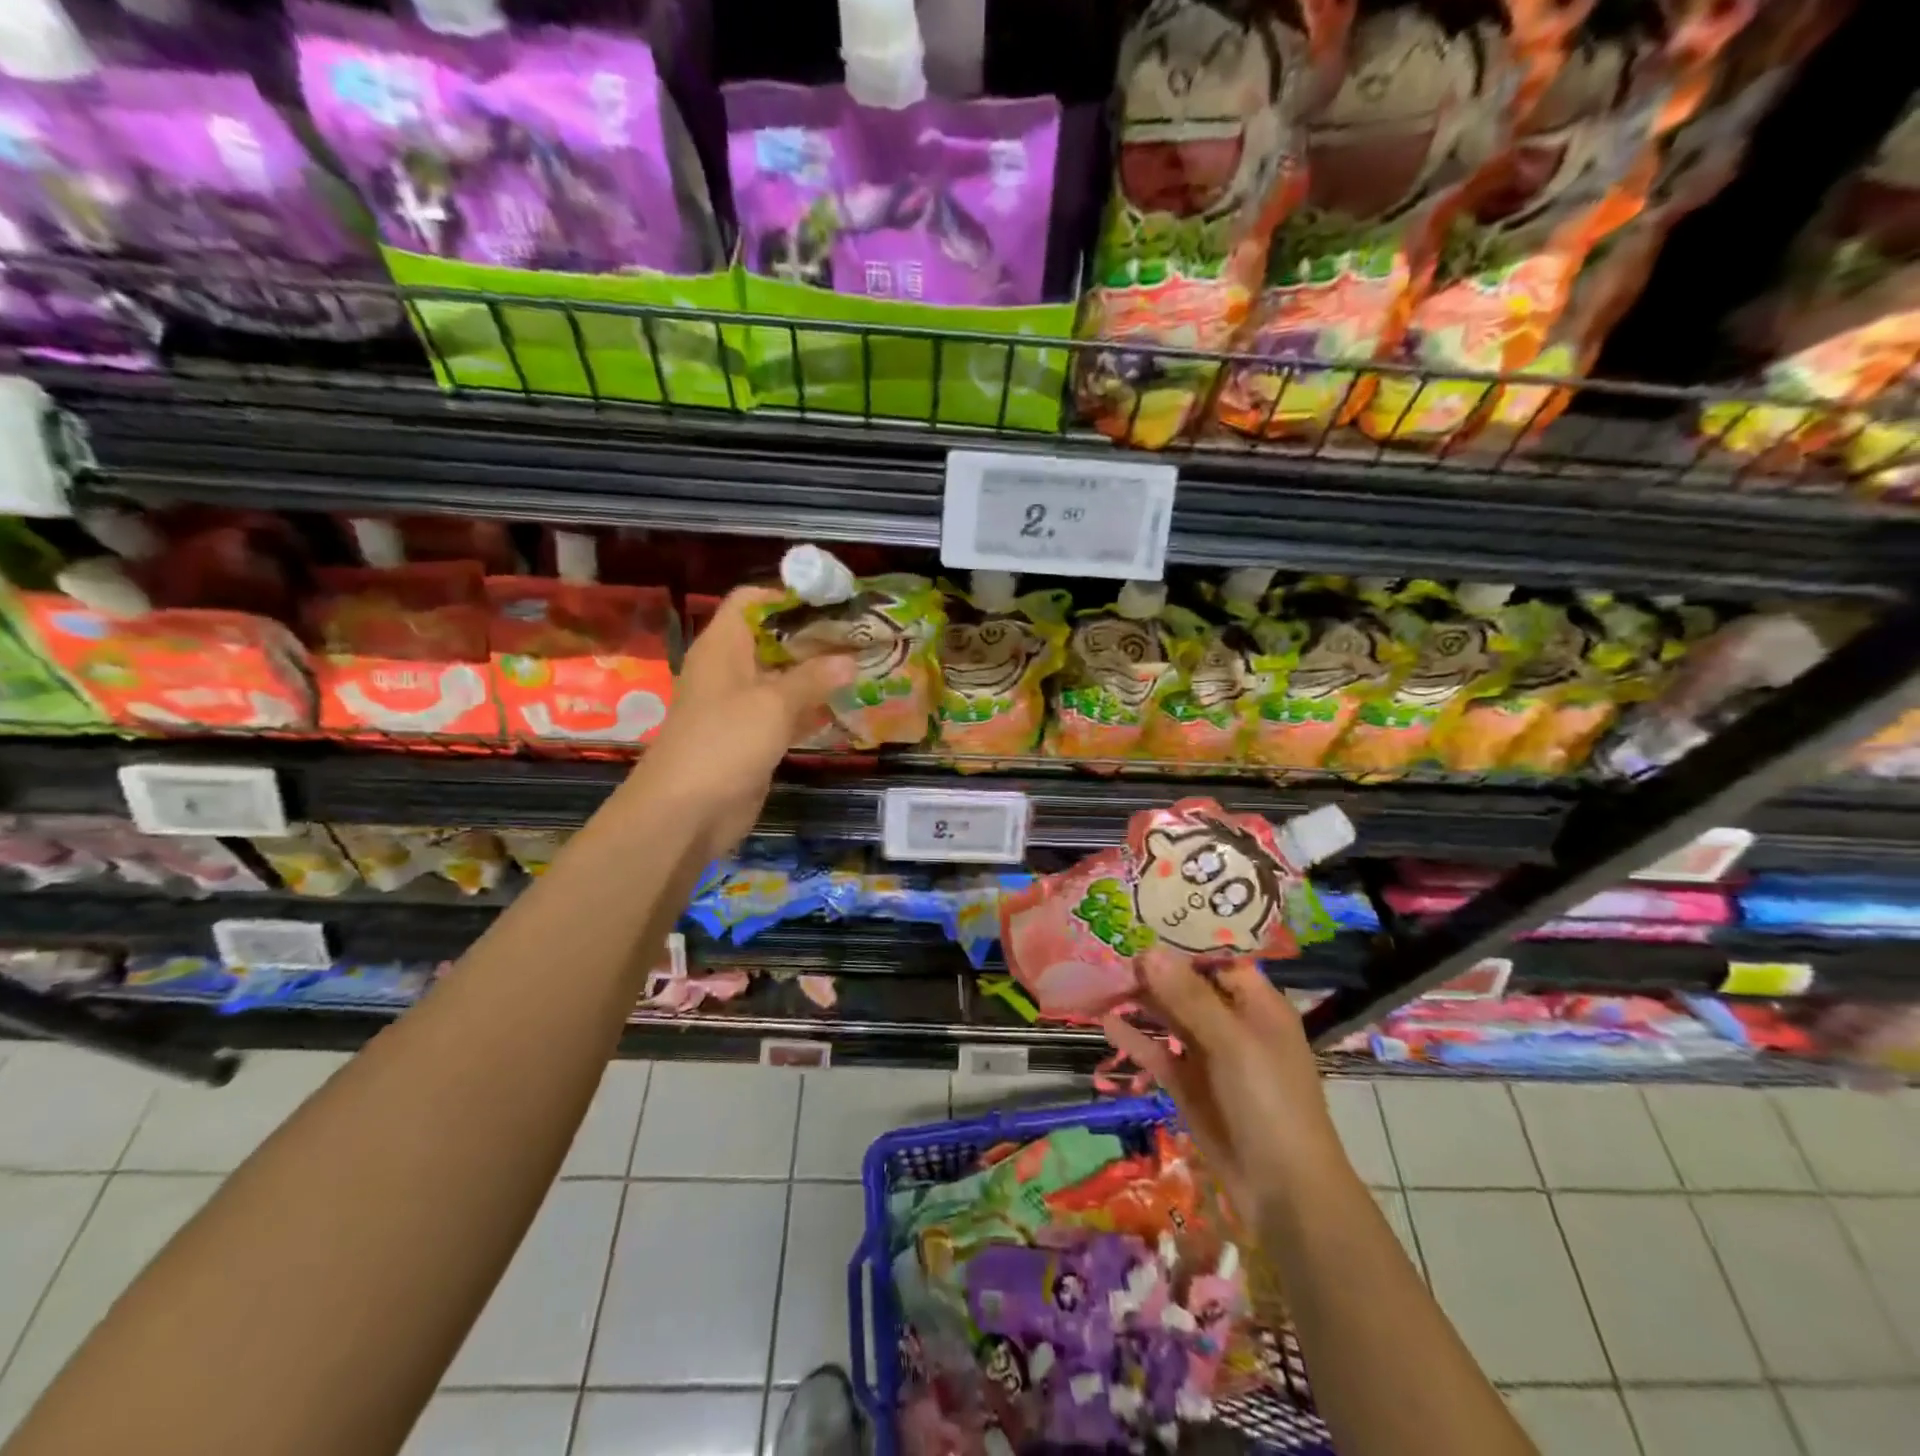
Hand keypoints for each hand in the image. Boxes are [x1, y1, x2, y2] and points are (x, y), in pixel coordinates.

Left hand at [631, 587, 854, 859]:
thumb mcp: (773, 704)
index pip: (752, 600)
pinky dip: (810, 710)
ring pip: (782, 679)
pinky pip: (784, 715)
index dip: (788, 595)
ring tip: (861, 668)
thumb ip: (813, 679)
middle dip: (813, 637)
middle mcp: (730, 669)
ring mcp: (739, 706)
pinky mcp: (750, 739)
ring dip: (816, 675)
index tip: (832, 602)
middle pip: (772, 639)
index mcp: (723, 646)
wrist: (686, 811)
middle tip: (859, 637)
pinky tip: (845, 709)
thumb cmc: (725, 742)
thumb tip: (849, 661)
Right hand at [1103, 952, 1343, 1218]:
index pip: (1217, 958)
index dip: (1182, 940)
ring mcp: (1209, 1055)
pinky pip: (1158, 1052)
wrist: (1285, 1193)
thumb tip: (1150, 952)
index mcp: (1257, 1005)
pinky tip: (1105, 1022)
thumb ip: (1189, 998)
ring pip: (1168, 1017)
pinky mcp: (1188, 1085)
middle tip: (1106, 947)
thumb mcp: (1232, 1044)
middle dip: (1151, 969)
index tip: (1141, 920)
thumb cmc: (1270, 1103)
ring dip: (1138, 1000)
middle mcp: (1232, 1023)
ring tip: (1098, 977)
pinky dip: (1134, 1038)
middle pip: (1186, 985)